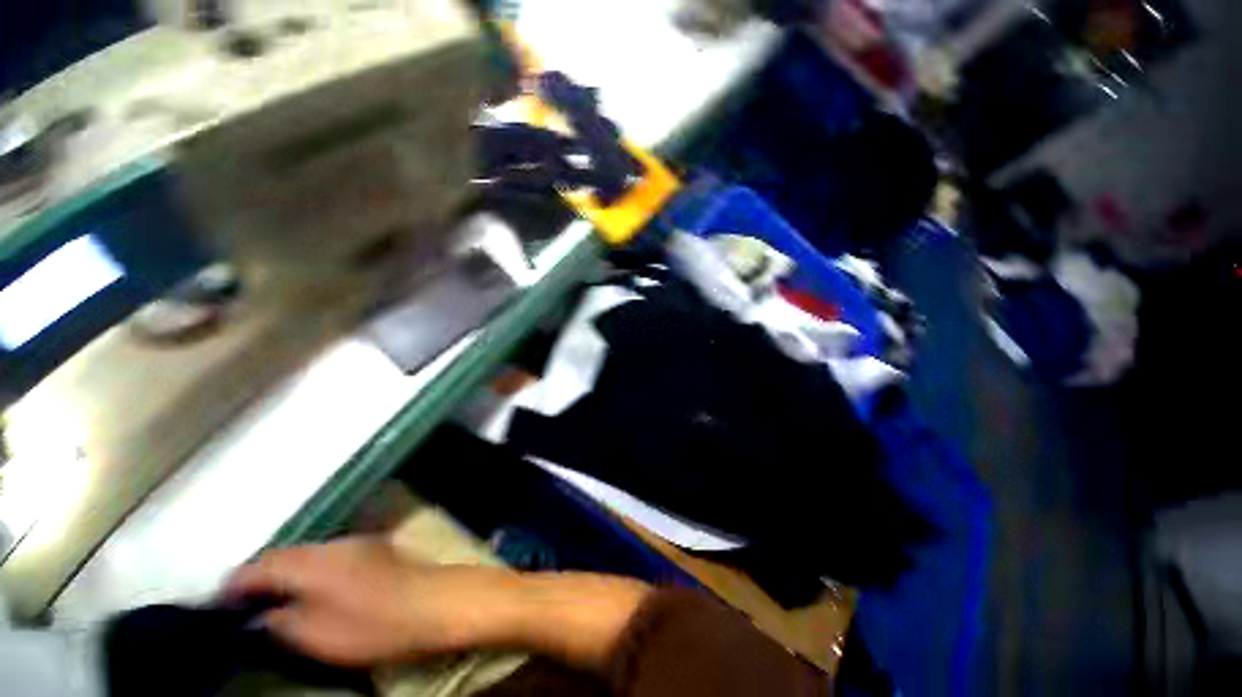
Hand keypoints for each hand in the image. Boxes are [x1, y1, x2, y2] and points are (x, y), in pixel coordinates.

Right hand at [224, 537, 518, 666]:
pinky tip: (312, 591)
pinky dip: (311, 572)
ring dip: (286, 574)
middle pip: (283, 556)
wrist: (433, 602)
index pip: (258, 566)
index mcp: (311, 561)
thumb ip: (278, 622)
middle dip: (259, 577)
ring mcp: (357, 543)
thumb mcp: (314, 635)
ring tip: (273, 600)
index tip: (217, 604)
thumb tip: (256, 616)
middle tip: (242, 604)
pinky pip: (329, 557)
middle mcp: (332, 543)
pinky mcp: (375, 549)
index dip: (234, 585)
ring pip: (307, 555)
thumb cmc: (373, 624)